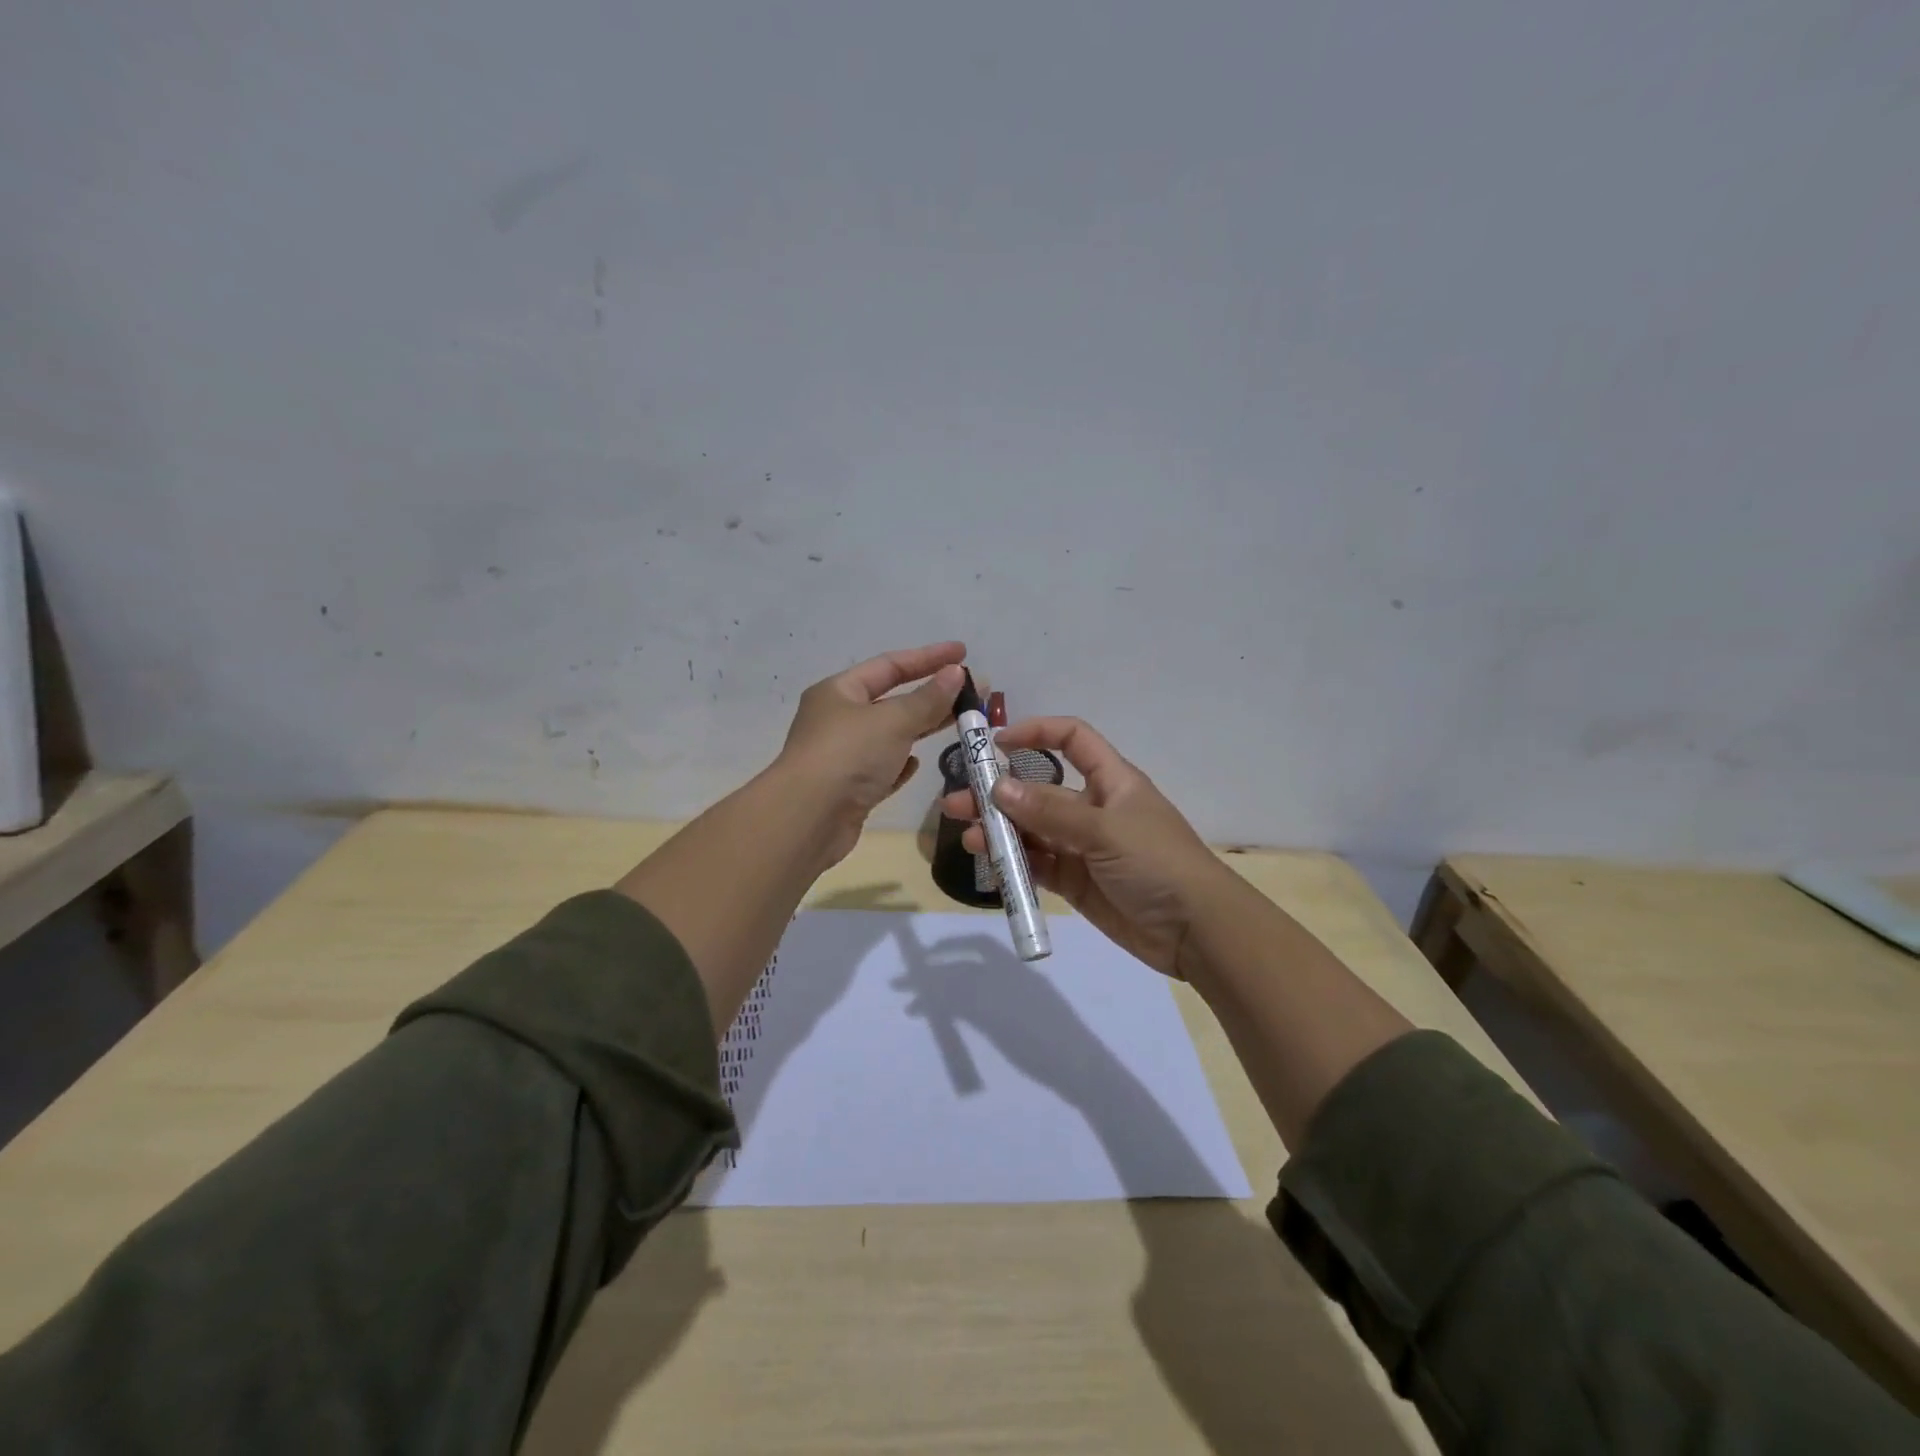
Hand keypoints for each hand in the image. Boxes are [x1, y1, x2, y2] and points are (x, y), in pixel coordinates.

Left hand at [774, 641, 967, 866]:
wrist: (807, 820)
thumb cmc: (848, 756)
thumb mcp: (893, 720)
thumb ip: (928, 698)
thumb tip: (957, 672)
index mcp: (839, 691)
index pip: (890, 665)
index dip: (929, 657)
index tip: (964, 652)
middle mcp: (838, 719)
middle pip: (892, 699)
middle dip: (932, 694)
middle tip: (973, 691)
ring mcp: (843, 756)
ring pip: (890, 735)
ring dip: (922, 727)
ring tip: (959, 722)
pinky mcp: (850, 790)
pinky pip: (882, 768)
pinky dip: (901, 763)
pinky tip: (918, 764)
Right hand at [940, 717, 1233, 977]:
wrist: (1196, 931)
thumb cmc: (1157, 862)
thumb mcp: (1104, 830)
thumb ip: (1049, 812)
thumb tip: (998, 788)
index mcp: (1110, 781)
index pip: (1072, 739)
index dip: (1037, 733)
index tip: (996, 743)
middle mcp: (1093, 808)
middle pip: (1039, 790)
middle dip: (1000, 793)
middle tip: (958, 803)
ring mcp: (1083, 847)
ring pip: (1033, 830)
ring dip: (1001, 831)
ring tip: (971, 839)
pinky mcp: (1076, 882)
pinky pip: (1038, 865)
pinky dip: (1014, 863)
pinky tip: (991, 865)